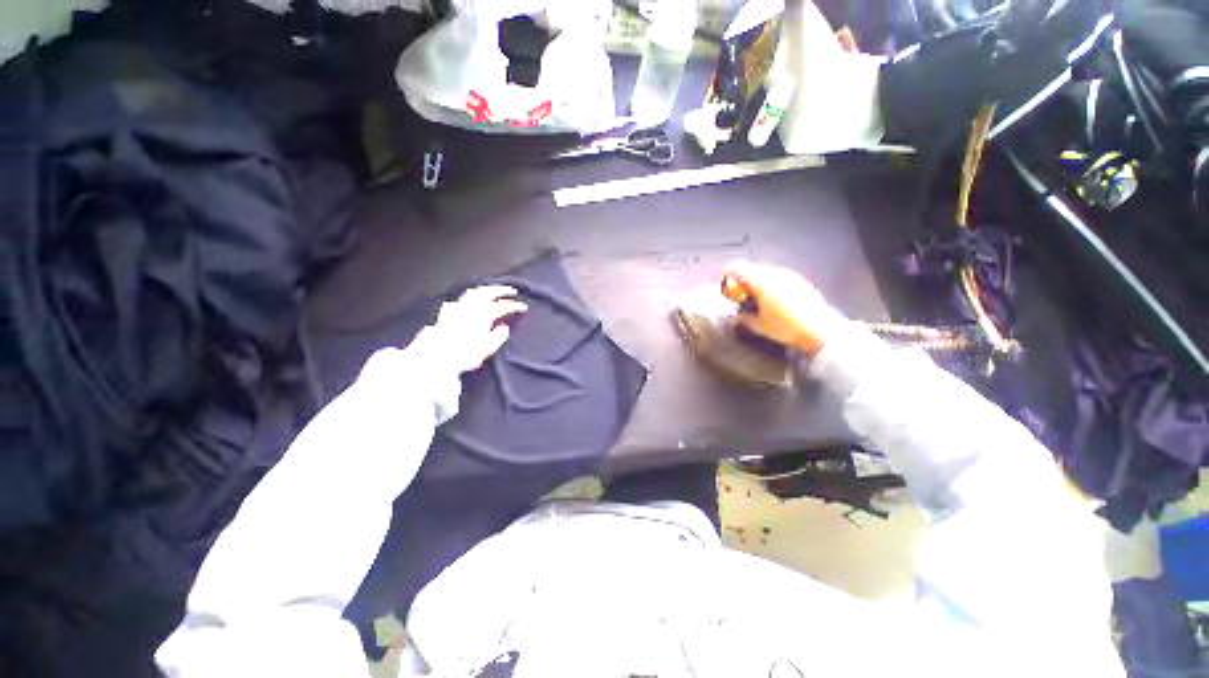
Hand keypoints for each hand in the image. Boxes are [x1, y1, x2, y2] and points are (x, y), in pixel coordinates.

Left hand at [429, 285, 527, 373]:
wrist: (436, 356)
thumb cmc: (465, 354)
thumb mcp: (488, 348)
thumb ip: (499, 336)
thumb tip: (504, 327)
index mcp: (484, 314)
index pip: (503, 306)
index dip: (515, 306)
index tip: (523, 307)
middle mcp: (472, 307)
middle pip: (489, 293)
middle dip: (502, 290)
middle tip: (512, 291)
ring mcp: (458, 307)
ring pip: (474, 292)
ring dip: (486, 289)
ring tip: (492, 290)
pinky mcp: (447, 312)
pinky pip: (461, 299)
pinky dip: (469, 297)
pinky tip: (469, 301)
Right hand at [720, 262, 848, 355]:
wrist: (821, 329)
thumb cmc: (786, 327)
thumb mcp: (760, 326)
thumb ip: (744, 318)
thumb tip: (739, 314)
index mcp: (761, 281)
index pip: (738, 269)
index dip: (727, 272)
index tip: (722, 278)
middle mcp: (774, 273)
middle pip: (752, 269)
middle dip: (742, 278)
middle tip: (737, 291)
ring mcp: (789, 275)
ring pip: (766, 272)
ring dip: (756, 280)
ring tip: (753, 295)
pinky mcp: (800, 281)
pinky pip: (778, 277)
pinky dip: (769, 283)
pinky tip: (771, 297)